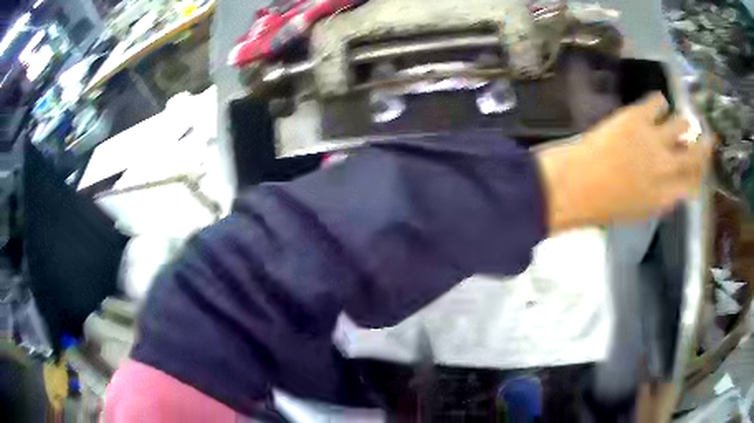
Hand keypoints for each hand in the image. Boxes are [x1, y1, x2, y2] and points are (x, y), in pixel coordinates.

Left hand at [538, 92, 710, 232]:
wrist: (574, 186)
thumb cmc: (601, 206)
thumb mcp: (638, 212)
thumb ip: (660, 197)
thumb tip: (674, 185)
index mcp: (666, 198)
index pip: (694, 183)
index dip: (700, 173)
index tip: (702, 166)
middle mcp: (667, 168)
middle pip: (696, 154)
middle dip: (704, 146)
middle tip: (706, 137)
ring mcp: (654, 139)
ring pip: (681, 124)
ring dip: (681, 123)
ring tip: (678, 120)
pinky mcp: (637, 116)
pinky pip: (657, 101)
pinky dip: (659, 101)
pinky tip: (658, 103)